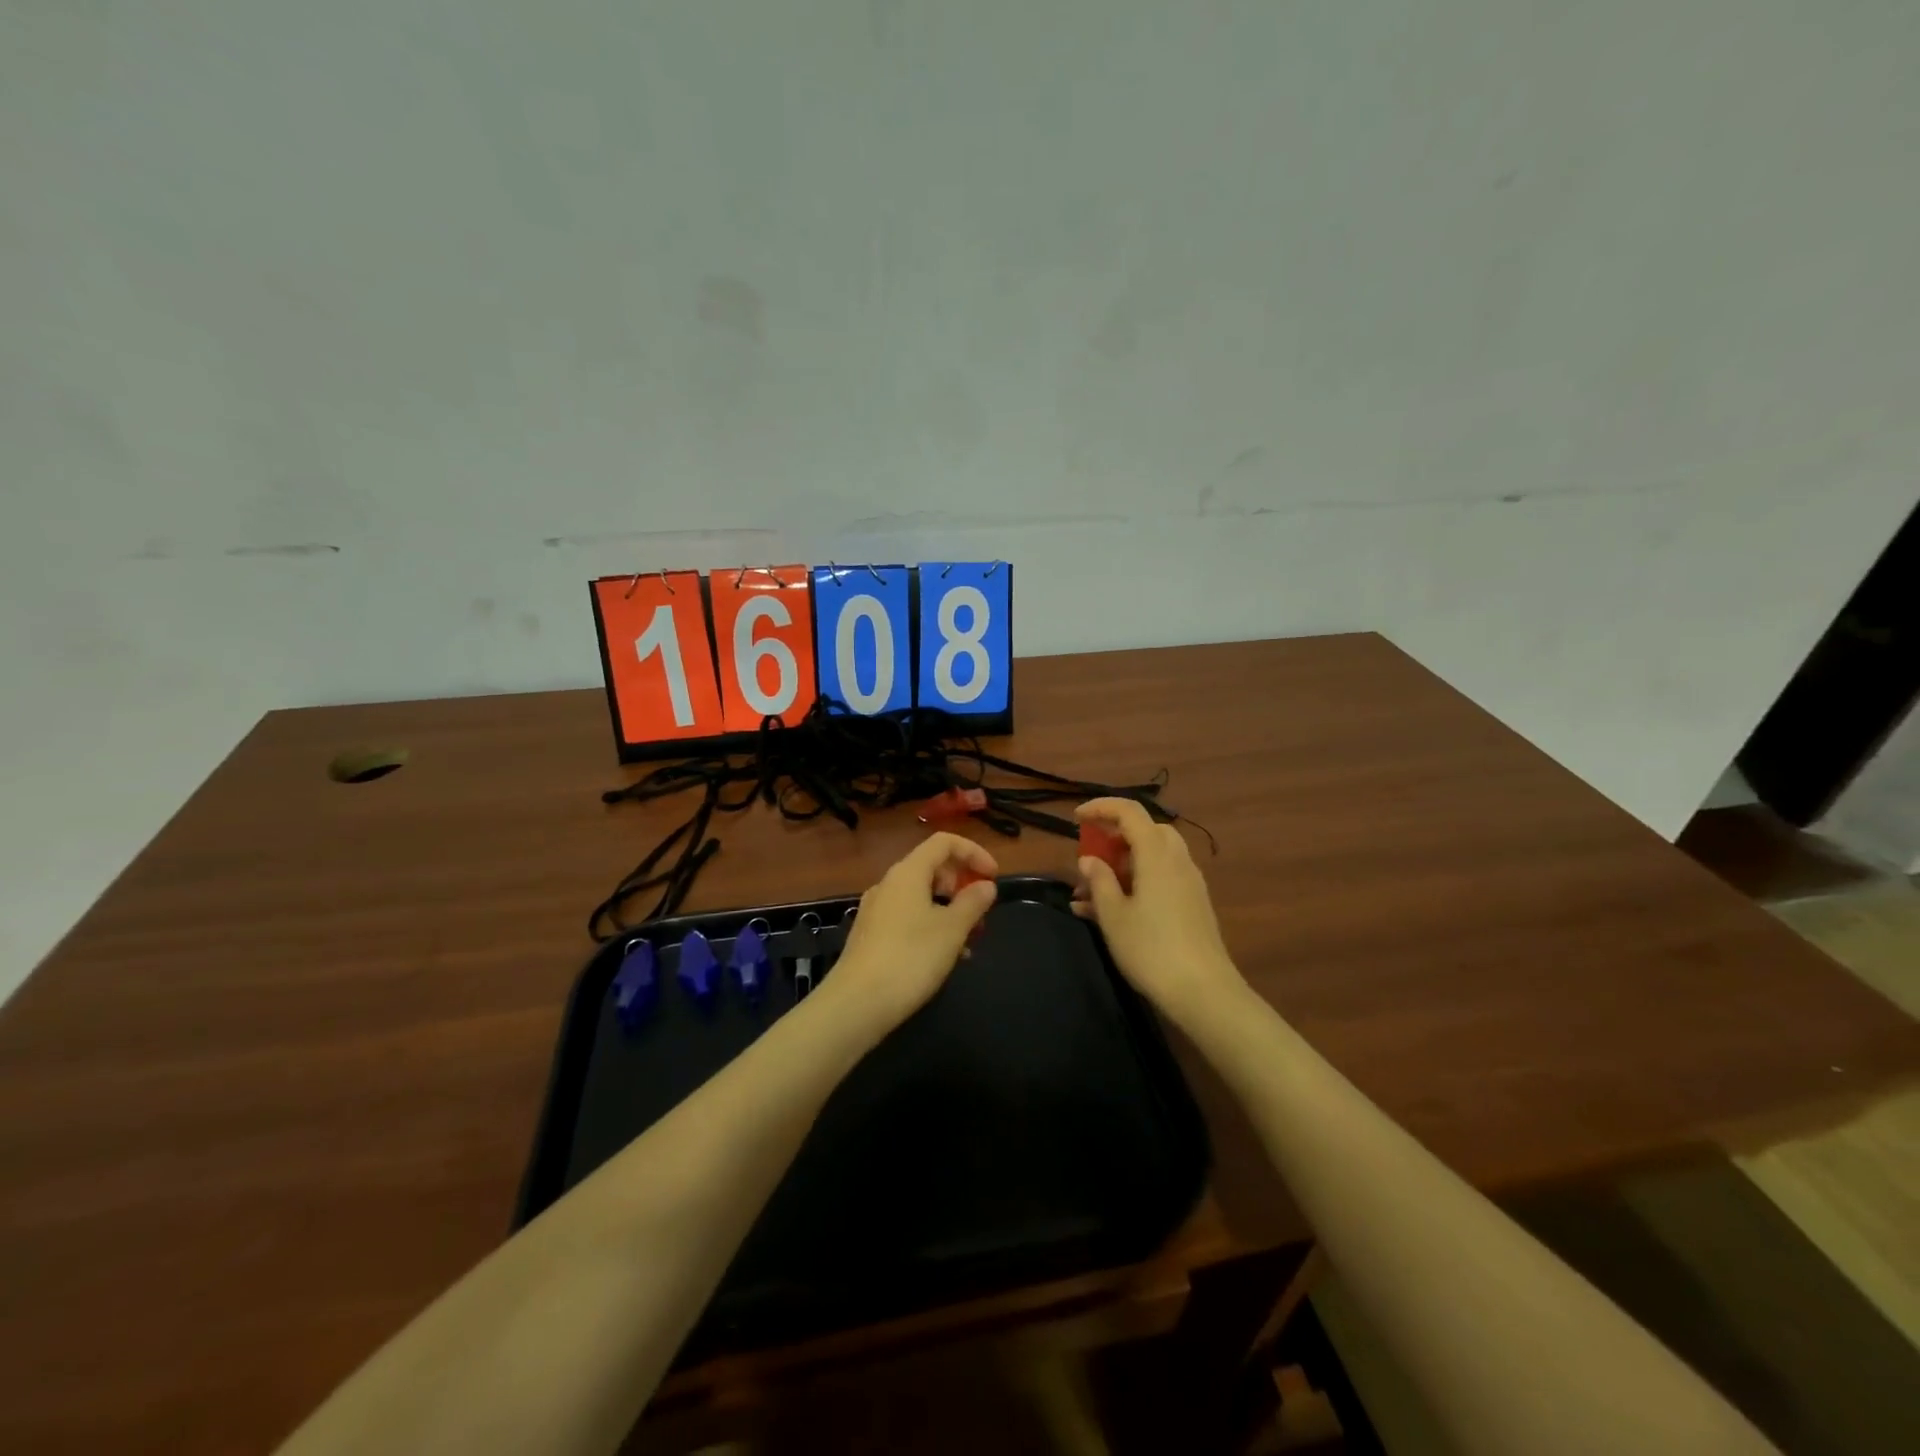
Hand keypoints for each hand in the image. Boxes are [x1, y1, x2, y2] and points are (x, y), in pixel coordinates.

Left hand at [816, 833, 999, 1034]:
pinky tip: (945, 957)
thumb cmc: (910, 958)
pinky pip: (909, 917)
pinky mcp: (871, 935)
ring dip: (950, 910)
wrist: (856, 1004)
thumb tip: (985, 885)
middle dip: (962, 885)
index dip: (974, 852)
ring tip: (969, 941)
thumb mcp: (952, 930)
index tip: (994, 877)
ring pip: (922, 896)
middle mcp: (889, 884)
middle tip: (982, 913)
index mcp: (908, 873)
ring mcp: (877, 909)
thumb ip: (973, 902)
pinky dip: (932, 926)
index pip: (944, 842)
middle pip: (932, 868)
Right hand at [1073, 798, 1247, 1030]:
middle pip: (1145, 832)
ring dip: (1121, 866)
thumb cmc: (1151, 949)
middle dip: (1113, 839)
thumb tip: (1089, 860)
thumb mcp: (1113, 915)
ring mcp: (1189, 883)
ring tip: (1089, 895)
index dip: (1101, 808)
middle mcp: (1177, 860)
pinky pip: (1160, 879)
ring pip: (1152, 858)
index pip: (1130, 812)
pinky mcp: (1193, 905)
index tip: (1076, 818)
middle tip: (1089, 860)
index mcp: (1156, 854)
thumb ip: (1099, 881)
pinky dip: (1136, 884)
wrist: (1204, 993)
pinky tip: (1111, 913)